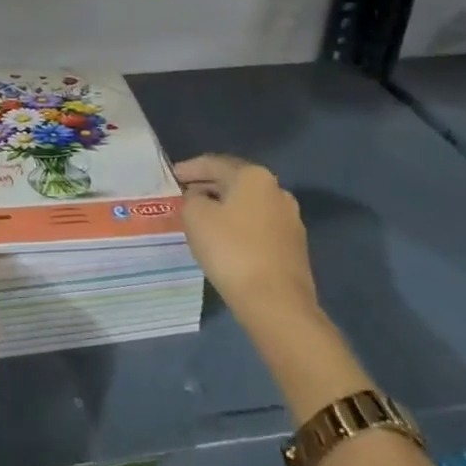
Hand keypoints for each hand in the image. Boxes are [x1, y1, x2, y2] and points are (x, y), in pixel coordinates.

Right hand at [174, 154, 322, 330]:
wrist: (276, 303)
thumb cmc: (231, 250)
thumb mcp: (195, 216)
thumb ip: (192, 198)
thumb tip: (200, 198)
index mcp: (254, 176)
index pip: (214, 163)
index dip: (189, 168)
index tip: (172, 176)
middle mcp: (277, 191)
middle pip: (234, 181)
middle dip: (208, 186)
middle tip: (184, 194)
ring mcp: (290, 219)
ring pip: (248, 204)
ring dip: (224, 206)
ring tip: (202, 216)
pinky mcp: (294, 246)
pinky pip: (258, 226)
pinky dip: (239, 225)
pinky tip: (224, 238)